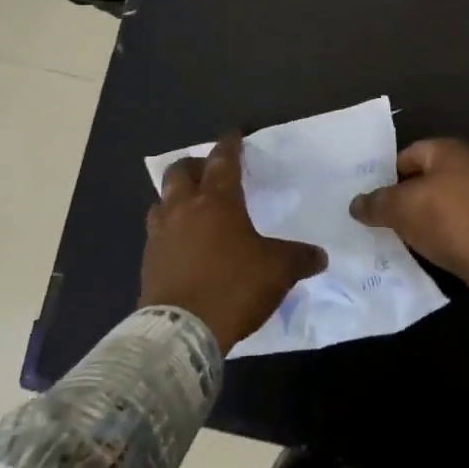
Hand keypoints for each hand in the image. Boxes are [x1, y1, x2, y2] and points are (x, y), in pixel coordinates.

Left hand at [140, 132, 327, 353]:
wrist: (181, 332)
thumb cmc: (233, 287)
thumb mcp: (278, 271)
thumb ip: (299, 257)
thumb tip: (320, 255)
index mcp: (218, 201)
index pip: (223, 161)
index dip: (229, 145)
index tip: (233, 135)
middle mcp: (184, 209)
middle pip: (181, 172)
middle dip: (195, 166)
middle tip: (208, 171)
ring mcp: (160, 234)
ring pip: (162, 200)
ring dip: (175, 197)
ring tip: (190, 206)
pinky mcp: (147, 262)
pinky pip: (156, 233)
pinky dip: (168, 230)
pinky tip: (180, 244)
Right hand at [349, 138, 468, 301]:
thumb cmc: (449, 217)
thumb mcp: (402, 208)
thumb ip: (376, 203)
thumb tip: (356, 203)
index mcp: (447, 150)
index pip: (405, 156)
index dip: (384, 176)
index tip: (368, 200)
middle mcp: (467, 165)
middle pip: (423, 181)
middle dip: (401, 200)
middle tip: (376, 221)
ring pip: (438, 205)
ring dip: (420, 221)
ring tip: (395, 239)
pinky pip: (455, 226)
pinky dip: (439, 236)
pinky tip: (423, 251)